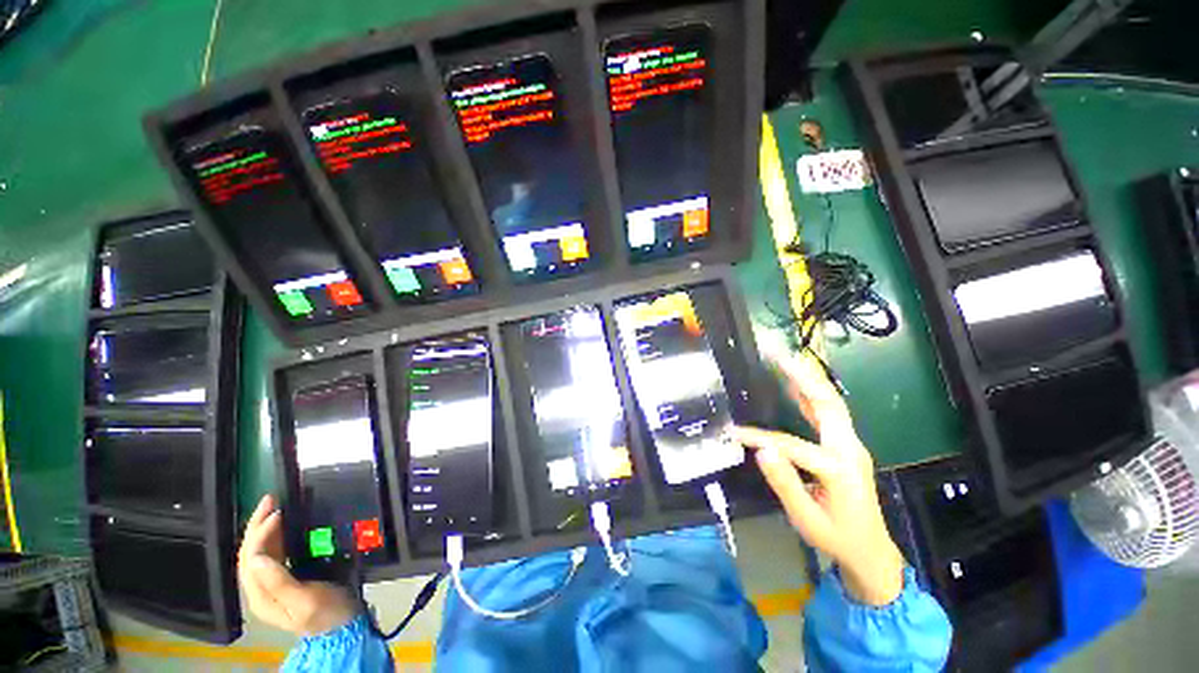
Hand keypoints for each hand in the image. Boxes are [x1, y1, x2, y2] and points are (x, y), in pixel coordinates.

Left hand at [238, 495, 358, 635]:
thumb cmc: (327, 612)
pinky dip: (274, 536)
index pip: (250, 559)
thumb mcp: (305, 601)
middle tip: (270, 500)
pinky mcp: (284, 580)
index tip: (277, 512)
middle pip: (249, 554)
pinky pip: (271, 554)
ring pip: (258, 552)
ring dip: (262, 528)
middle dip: (255, 526)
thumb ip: (279, 583)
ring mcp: (270, 586)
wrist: (343, 626)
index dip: (259, 534)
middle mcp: (260, 590)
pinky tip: (282, 525)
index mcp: (261, 597)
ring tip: (273, 506)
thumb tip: (257, 558)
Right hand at [735, 350, 905, 605]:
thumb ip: (785, 483)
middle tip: (779, 356)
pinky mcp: (846, 446)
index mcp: (840, 468)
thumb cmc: (836, 537)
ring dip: (809, 379)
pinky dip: (812, 395)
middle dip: (804, 376)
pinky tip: (797, 385)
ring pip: (831, 403)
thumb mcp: (806, 518)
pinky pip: (828, 414)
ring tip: (786, 360)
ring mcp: (850, 445)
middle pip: (829, 403)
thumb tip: (762, 450)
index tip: (734, 433)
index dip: (761, 438)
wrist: (871, 552)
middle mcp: (849, 448)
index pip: (793, 444)